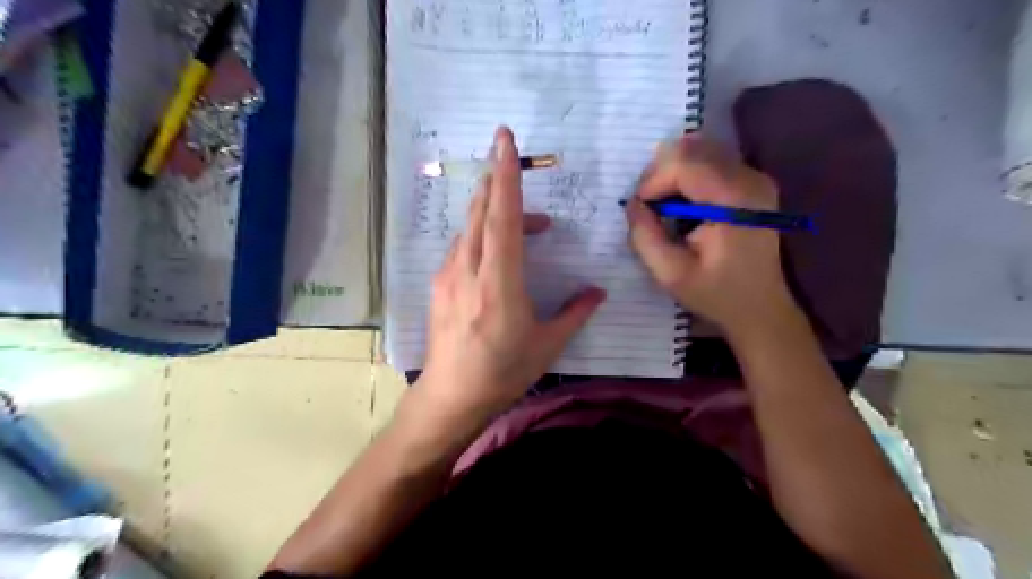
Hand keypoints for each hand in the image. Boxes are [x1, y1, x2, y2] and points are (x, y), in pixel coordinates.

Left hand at [413, 127, 605, 429]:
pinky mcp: (439, 284)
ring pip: (469, 227)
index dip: (506, 175)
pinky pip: (461, 246)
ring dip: (494, 213)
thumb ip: (574, 313)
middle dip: (497, 181)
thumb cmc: (502, 372)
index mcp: (499, 282)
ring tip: (525, 225)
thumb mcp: (547, 345)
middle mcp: (469, 269)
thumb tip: (596, 292)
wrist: (451, 396)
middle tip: (513, 164)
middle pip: (480, 211)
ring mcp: (449, 275)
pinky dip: (481, 235)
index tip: (505, 139)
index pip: (502, 216)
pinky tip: (496, 252)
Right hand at [624, 135, 800, 342]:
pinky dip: (686, 175)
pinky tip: (682, 204)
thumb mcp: (671, 274)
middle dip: (659, 173)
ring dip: (671, 172)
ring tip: (663, 206)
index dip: (652, 181)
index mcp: (734, 200)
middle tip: (648, 207)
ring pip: (699, 149)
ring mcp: (754, 176)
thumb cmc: (717, 294)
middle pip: (691, 148)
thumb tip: (633, 204)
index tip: (641, 210)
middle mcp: (749, 177)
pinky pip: (710, 160)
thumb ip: (645, 236)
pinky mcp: (752, 182)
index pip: (684, 162)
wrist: (761, 307)